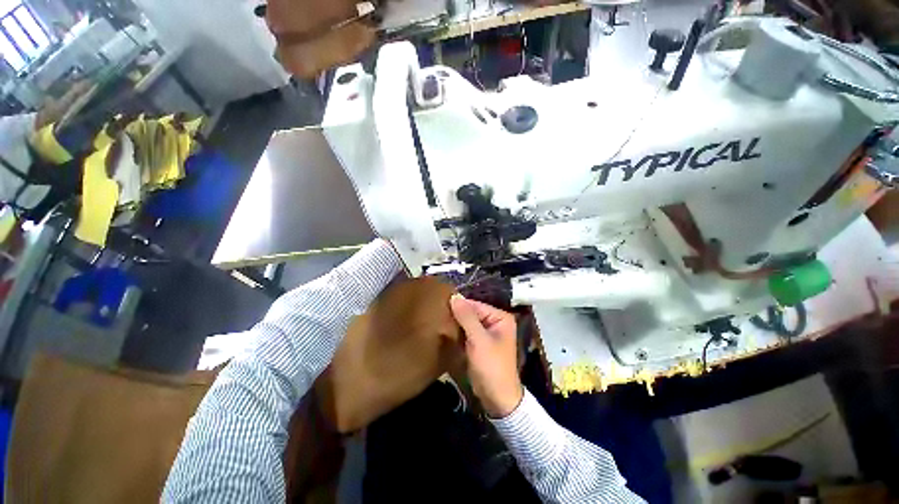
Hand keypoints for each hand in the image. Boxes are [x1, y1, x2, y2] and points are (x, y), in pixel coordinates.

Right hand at [450, 294, 522, 417]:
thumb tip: (454, 296)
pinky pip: (466, 333)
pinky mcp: (480, 344)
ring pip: (467, 323)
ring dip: (455, 324)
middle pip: (472, 313)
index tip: (440, 305)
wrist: (497, 398)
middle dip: (456, 315)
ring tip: (438, 321)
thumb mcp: (479, 340)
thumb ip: (467, 317)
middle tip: (437, 314)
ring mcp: (487, 333)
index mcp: (500, 317)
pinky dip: (457, 333)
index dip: (459, 306)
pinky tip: (445, 331)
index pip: (476, 305)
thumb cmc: (492, 366)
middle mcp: (495, 322)